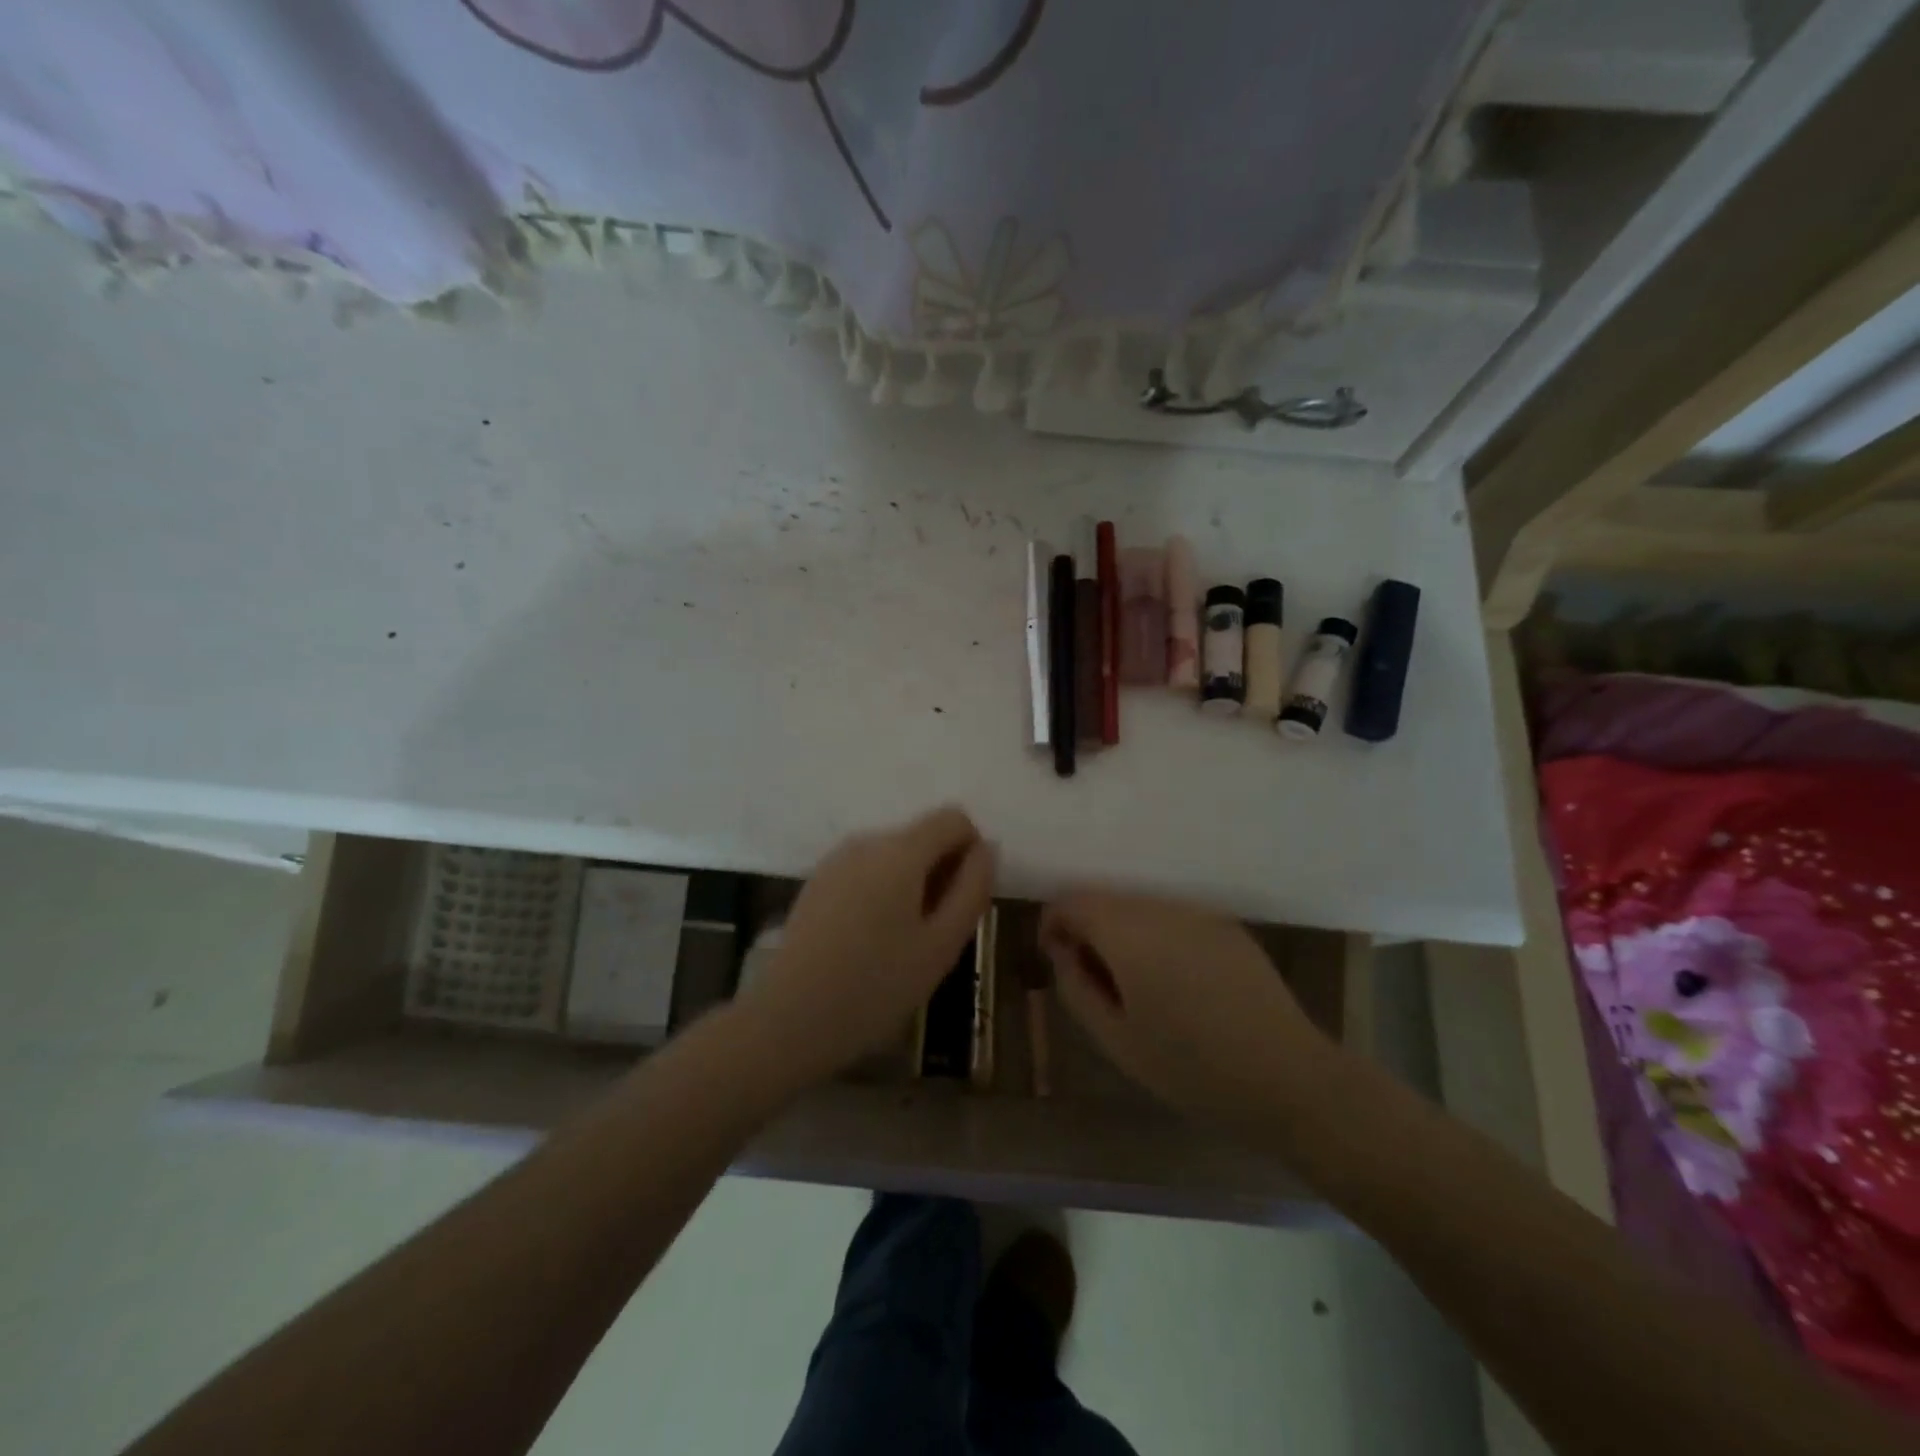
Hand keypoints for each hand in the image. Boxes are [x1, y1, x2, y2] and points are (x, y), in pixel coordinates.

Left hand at [735, 806, 995, 1089]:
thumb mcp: (941, 945)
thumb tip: (986, 849)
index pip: (954, 818)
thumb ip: (972, 889)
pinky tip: (869, 942)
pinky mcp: (817, 881)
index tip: (962, 901)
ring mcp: (836, 859)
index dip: (971, 853)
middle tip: (935, 934)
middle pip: (922, 836)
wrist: (790, 1018)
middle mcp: (867, 840)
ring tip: (902, 943)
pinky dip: (882, 893)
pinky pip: (866, 871)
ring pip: (894, 856)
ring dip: (912, 885)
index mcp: (901, 850)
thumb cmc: (876, 985)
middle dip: (941, 873)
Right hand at [1038, 892, 1336, 1126]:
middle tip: (1096, 982)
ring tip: (1138, 987)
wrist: (1287, 1078)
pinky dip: (1159, 938)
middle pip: (1107, 900)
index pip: (1071, 900)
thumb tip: (1063, 952)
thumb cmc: (1190, 1066)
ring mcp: (1199, 914)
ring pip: (1142, 909)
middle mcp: (1161, 908)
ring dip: (1125, 934)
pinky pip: (1176, 920)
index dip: (1053, 924)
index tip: (1058, 961)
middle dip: (1090, 930)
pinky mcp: (1228, 927)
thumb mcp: (1116, 1039)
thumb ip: (1076, 987)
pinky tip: (1178, 985)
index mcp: (1127, 932)